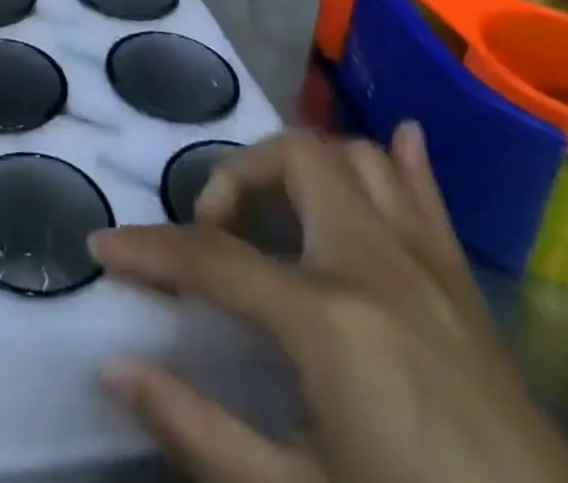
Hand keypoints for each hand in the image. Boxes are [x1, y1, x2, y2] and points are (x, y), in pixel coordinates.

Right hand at [89, 125, 567, 482]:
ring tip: (277, 213)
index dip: (149, 249)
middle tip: (215, 234)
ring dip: (302, 166)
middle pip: (289, 161)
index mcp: (326, 317)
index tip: (102, 246)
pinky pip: (427, 194)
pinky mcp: (464, 287)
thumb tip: (114, 367)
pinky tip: (392, 138)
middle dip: (235, 179)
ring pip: (355, 159)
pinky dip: (400, 159)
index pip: (211, 258)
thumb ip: (198, 428)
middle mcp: (373, 263)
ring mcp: (427, 266)